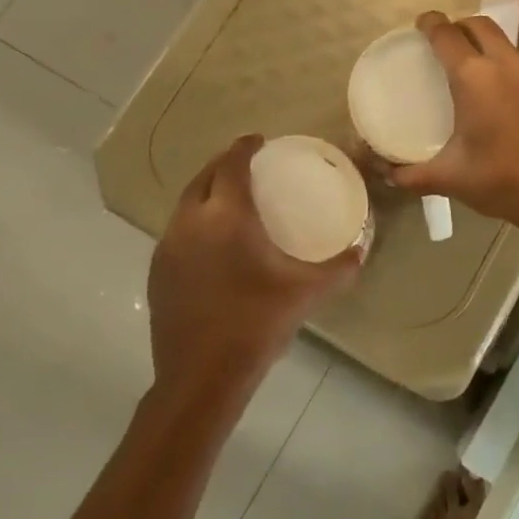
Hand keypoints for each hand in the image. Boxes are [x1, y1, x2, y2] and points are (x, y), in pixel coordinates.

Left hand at [148, 136, 359, 407]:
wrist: (201, 377)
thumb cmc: (256, 324)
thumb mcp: (307, 293)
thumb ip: (340, 268)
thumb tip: (361, 250)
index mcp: (226, 217)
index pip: (231, 165)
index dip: (244, 147)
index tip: (259, 140)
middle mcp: (191, 223)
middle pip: (203, 177)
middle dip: (223, 164)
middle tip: (247, 164)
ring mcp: (168, 248)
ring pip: (186, 204)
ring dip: (207, 191)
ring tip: (230, 197)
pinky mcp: (157, 272)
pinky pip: (178, 230)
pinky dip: (196, 220)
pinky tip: (213, 241)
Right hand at [389, 12, 518, 235]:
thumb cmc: (501, 179)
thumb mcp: (450, 178)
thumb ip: (411, 175)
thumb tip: (384, 173)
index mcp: (474, 76)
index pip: (446, 34)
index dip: (430, 24)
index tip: (419, 25)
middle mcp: (505, 63)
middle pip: (479, 26)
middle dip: (458, 26)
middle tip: (443, 43)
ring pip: (504, 42)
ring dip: (484, 44)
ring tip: (469, 67)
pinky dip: (504, 65)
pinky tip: (498, 93)